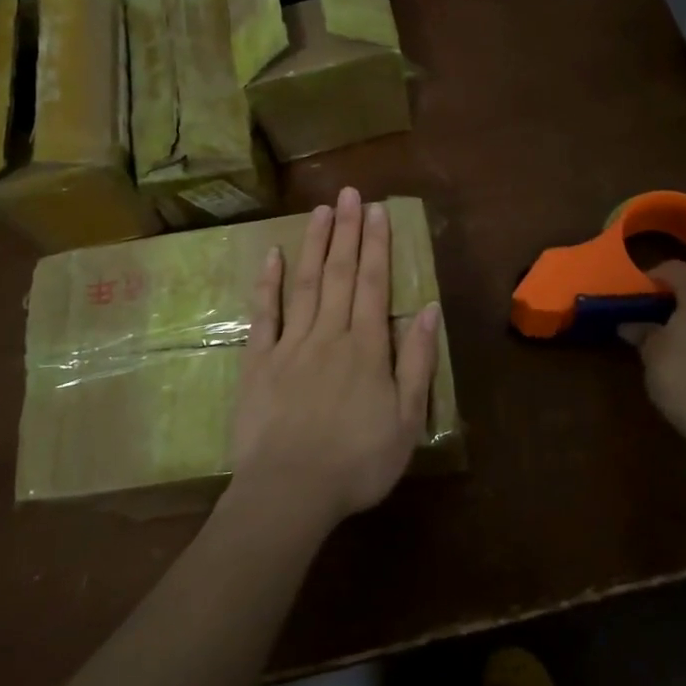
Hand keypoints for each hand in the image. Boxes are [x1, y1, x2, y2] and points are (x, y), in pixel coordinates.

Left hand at [229, 187, 441, 536]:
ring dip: (314, 244)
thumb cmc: (357, 461)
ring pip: (305, 284)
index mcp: (366, 347)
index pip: (372, 283)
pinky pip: (264, 314)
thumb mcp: (405, 419)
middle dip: (348, 231)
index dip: (377, 244)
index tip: (378, 210)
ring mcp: (290, 345)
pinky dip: (268, 283)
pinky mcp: (258, 361)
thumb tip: (427, 308)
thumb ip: (416, 361)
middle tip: (350, 193)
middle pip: (339, 273)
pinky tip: (272, 255)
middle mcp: (329, 334)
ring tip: (321, 210)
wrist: (289, 492)